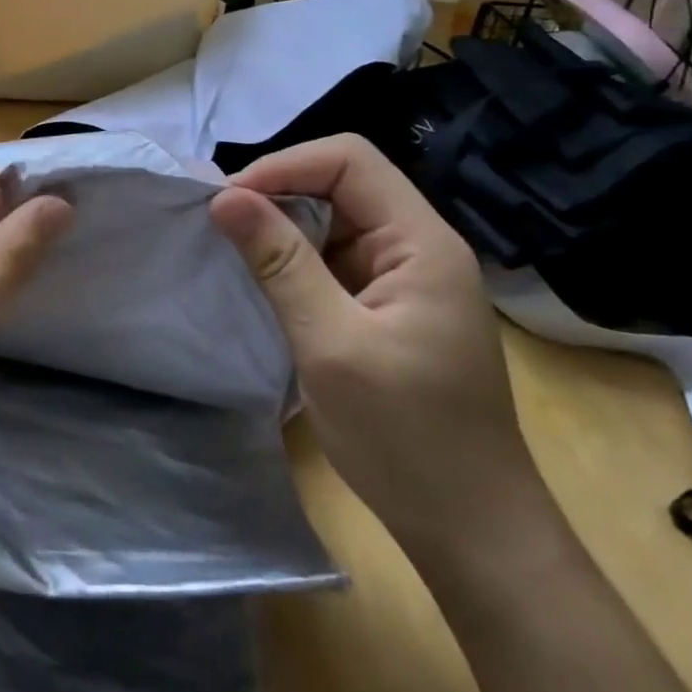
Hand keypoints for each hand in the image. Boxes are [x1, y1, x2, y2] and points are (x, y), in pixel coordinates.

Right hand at [209, 135, 545, 554]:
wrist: (471, 531)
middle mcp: (418, 247)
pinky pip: (334, 260)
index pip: (349, 160)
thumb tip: (224, 197)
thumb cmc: (406, 438)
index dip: (284, 166)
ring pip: (334, 221)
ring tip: (231, 248)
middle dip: (277, 193)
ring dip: (282, 228)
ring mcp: (405, 279)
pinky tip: (262, 281)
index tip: (229, 203)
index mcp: (421, 243)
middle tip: (220, 224)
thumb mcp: (331, 344)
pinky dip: (294, 261)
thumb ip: (279, 263)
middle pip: (342, 183)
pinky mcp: (389, 308)